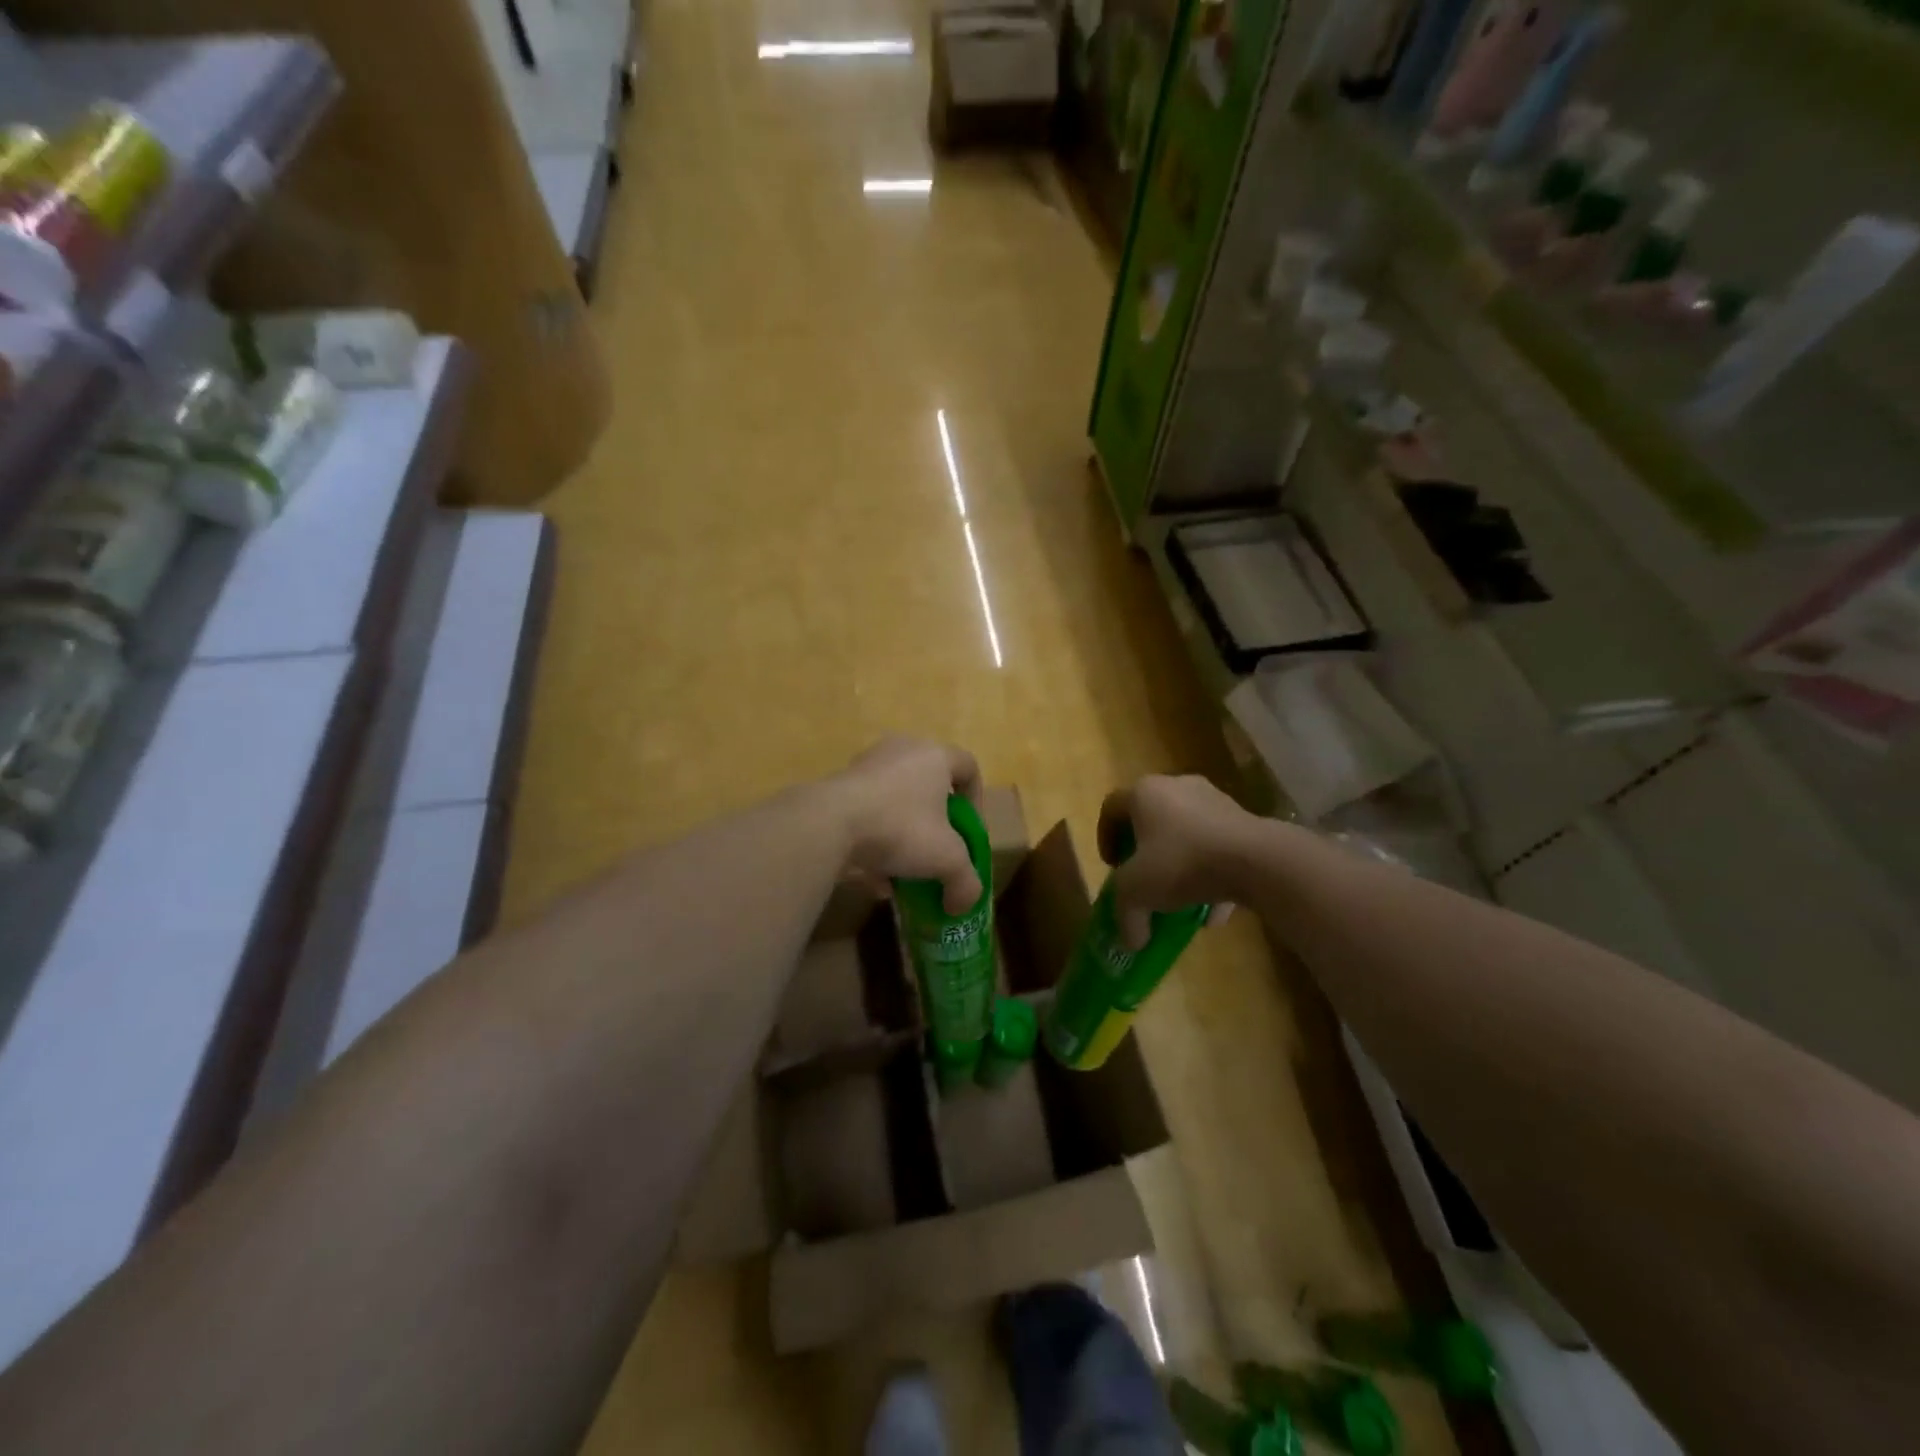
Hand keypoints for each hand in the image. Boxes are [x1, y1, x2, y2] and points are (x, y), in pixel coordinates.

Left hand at [832, 736, 983, 912]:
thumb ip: (965, 882)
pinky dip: (875, 843)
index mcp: (934, 756)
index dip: (977, 800)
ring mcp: (865, 767)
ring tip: (905, 873)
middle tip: (938, 850)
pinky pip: (867, 814)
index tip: (970, 831)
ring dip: (904, 837)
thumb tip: (963, 905)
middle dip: (936, 824)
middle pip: (929, 786)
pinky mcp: (838, 788)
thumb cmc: (900, 827)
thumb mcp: (946, 860)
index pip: (968, 767)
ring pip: (895, 803)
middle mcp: (901, 751)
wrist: (828, 824)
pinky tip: (876, 880)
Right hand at [1098, 774, 1253, 947]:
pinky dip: (1210, 873)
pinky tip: (1213, 911)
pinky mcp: (1243, 819)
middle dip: (1145, 851)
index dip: (1105, 837)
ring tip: (1180, 900)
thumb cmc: (1182, 862)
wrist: (1256, 860)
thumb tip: (1130, 942)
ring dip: (1179, 864)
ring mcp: (1214, 800)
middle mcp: (1177, 786)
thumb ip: (1126, 915)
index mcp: (1144, 792)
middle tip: (1143, 878)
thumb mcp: (1138, 891)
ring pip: (1186, 833)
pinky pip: (1216, 846)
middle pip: (1150, 818)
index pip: (1112, 808)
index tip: (1112, 867)